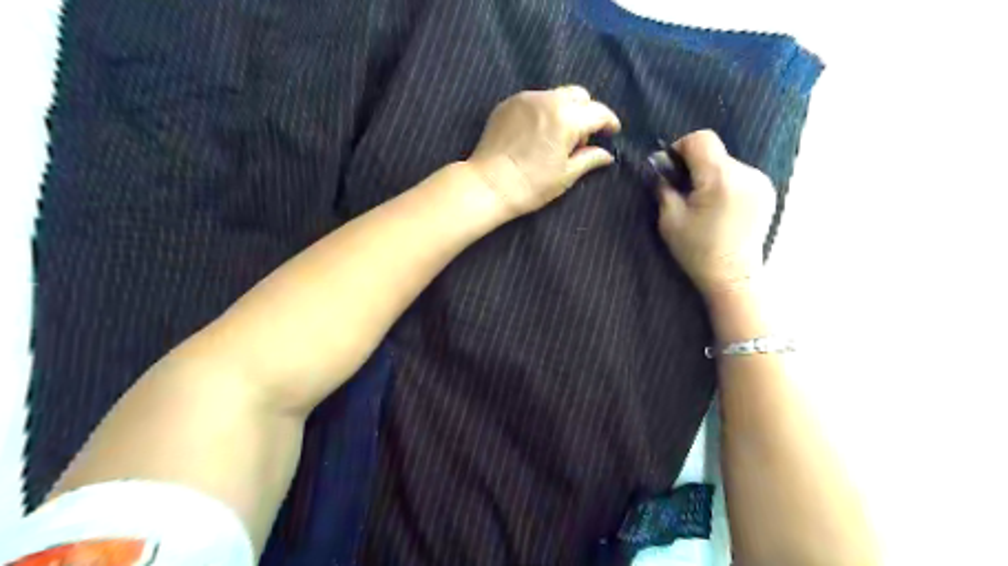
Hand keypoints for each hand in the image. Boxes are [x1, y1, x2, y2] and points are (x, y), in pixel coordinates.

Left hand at [466, 87, 623, 218]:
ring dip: (565, 110)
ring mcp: (525, 98)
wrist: (489, 184)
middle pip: (579, 95)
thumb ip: (589, 159)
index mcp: (567, 118)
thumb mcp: (566, 175)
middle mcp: (548, 100)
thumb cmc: (531, 185)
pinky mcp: (508, 103)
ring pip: (556, 95)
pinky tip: (537, 133)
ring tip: (557, 136)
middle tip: (582, 137)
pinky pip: (535, 100)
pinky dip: (544, 111)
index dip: (609, 122)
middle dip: (587, 112)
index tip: (613, 132)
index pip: (598, 112)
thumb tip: (607, 155)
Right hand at [658, 131, 773, 299]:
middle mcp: (746, 174)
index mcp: (720, 178)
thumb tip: (659, 165)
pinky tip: (720, 208)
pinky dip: (726, 183)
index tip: (672, 169)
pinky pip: (739, 175)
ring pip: (726, 163)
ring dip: (710, 175)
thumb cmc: (696, 251)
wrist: (732, 277)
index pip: (701, 139)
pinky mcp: (767, 192)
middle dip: (695, 165)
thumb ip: (664, 186)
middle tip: (684, 192)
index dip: (681, 148)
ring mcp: (760, 182)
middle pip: (714, 152)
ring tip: (703, 204)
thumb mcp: (669, 219)